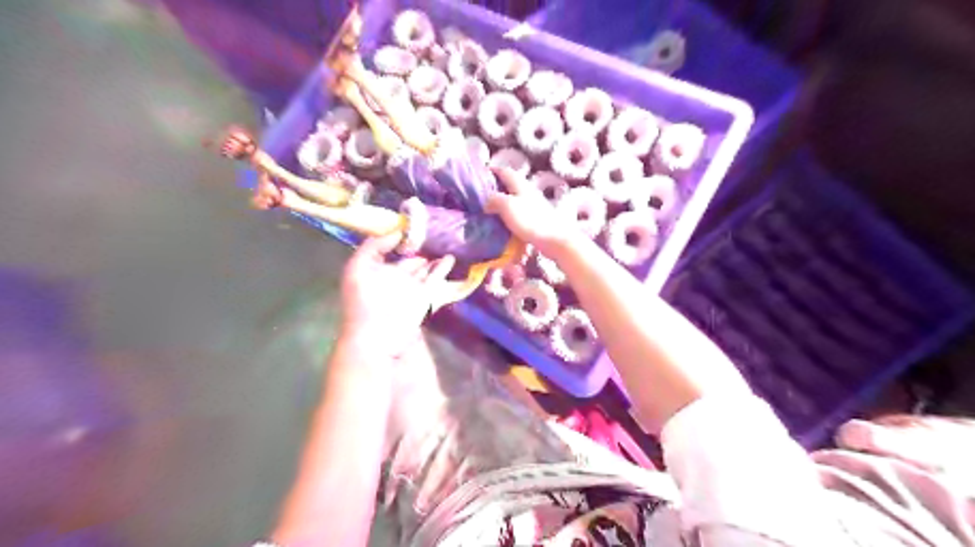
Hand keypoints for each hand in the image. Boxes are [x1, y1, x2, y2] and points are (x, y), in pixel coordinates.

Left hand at [340, 232, 452, 356]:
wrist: (379, 335)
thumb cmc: (363, 302)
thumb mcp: (357, 268)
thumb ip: (373, 246)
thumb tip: (396, 232)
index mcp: (375, 269)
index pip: (388, 249)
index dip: (398, 236)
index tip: (410, 222)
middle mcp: (394, 275)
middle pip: (409, 257)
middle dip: (419, 245)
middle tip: (432, 228)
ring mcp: (411, 286)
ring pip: (424, 267)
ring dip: (433, 255)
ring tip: (445, 239)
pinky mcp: (426, 295)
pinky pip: (436, 278)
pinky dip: (443, 268)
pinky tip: (451, 257)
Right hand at [485, 166, 576, 255]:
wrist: (554, 239)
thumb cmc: (530, 220)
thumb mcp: (507, 205)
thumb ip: (494, 199)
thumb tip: (486, 202)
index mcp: (520, 184)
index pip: (505, 171)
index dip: (493, 170)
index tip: (481, 173)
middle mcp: (528, 191)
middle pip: (510, 184)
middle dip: (497, 186)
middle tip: (483, 194)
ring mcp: (534, 205)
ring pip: (515, 197)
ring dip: (504, 200)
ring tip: (491, 209)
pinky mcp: (537, 218)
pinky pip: (520, 211)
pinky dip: (510, 213)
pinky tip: (505, 222)